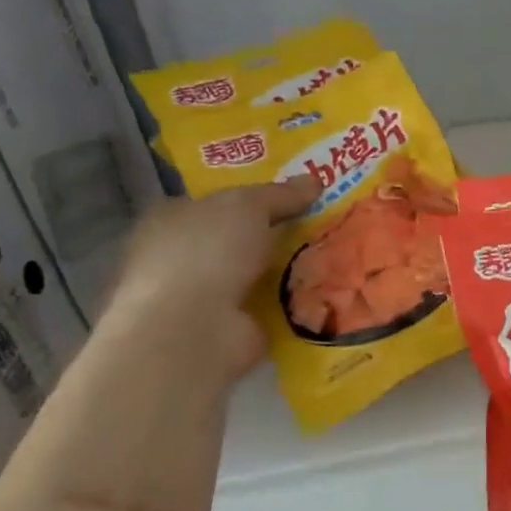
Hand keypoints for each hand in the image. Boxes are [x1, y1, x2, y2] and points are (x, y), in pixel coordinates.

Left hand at [97, 178, 318, 381]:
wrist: (194, 329)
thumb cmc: (207, 253)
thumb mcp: (247, 206)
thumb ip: (280, 194)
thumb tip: (315, 181)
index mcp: (170, 220)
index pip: (215, 202)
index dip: (254, 197)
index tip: (297, 196)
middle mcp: (182, 257)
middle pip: (240, 238)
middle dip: (278, 234)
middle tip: (326, 223)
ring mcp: (205, 297)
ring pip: (260, 273)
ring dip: (292, 269)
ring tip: (339, 255)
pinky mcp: (231, 328)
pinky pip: (274, 306)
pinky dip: (296, 301)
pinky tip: (330, 290)